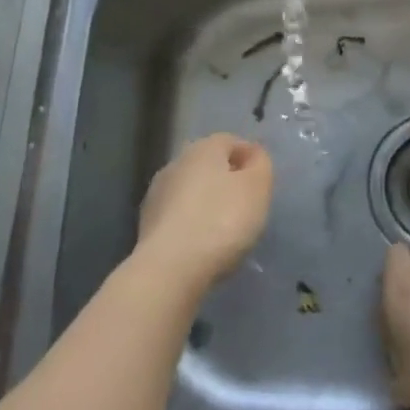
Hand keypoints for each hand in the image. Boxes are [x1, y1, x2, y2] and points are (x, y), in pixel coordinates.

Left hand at [134, 134, 273, 295]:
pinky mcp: (147, 224)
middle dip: (228, 181)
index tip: (262, 184)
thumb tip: (253, 154)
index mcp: (203, 148)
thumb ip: (261, 164)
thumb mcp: (257, 188)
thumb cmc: (222, 220)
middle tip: (247, 206)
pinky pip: (179, 216)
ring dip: (208, 203)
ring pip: (192, 191)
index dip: (250, 159)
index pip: (231, 141)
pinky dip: (192, 224)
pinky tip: (203, 244)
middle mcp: (176, 163)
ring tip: (226, 229)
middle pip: (209, 165)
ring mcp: (157, 194)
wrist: (170, 268)